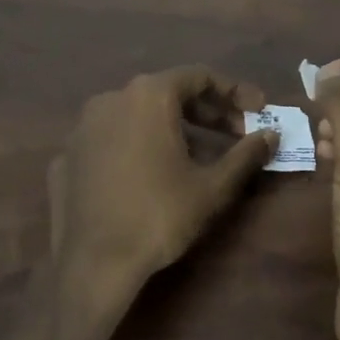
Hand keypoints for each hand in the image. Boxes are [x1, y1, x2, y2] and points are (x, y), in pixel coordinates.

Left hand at [48, 66, 277, 315]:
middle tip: (236, 133)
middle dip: (206, 111)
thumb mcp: (213, 186)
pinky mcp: (67, 155)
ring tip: (197, 155)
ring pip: (137, 114)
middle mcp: (111, 98)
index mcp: (148, 96)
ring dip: (171, 126)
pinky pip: (112, 139)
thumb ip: (246, 154)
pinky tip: (151, 173)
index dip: (234, 91)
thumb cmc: (159, 216)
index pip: (199, 76)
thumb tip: (272, 134)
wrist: (94, 264)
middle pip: (167, 92)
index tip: (258, 110)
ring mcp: (83, 127)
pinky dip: (137, 146)